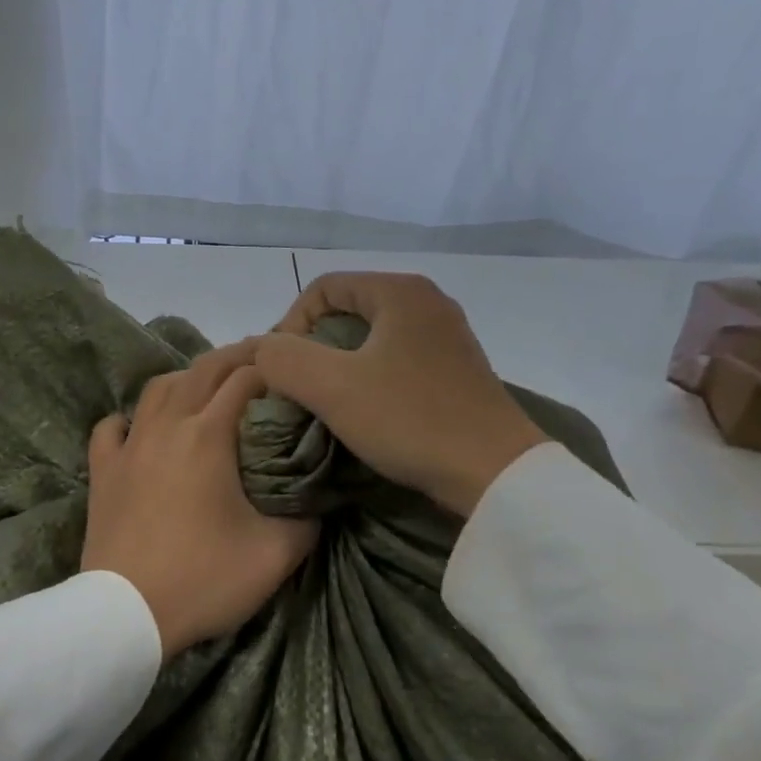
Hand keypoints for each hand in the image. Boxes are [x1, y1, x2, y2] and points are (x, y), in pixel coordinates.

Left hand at [83, 342, 319, 658]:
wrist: (125, 614)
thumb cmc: (202, 579)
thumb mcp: (275, 557)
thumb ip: (306, 521)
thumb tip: (319, 502)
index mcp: (209, 435)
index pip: (245, 380)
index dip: (271, 367)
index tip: (291, 368)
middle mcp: (167, 426)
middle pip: (202, 370)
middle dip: (235, 357)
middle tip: (260, 360)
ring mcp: (129, 446)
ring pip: (157, 389)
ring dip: (186, 379)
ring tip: (206, 389)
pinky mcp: (102, 470)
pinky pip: (112, 427)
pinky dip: (130, 418)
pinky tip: (140, 428)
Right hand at [254, 273, 546, 516]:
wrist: (495, 473)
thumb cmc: (410, 419)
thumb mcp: (332, 387)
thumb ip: (284, 358)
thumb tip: (265, 350)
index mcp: (400, 291)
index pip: (323, 287)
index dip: (291, 323)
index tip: (284, 369)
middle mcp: (427, 302)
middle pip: (348, 310)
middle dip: (314, 345)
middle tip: (300, 386)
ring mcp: (447, 336)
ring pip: (372, 337)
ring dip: (341, 365)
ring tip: (328, 402)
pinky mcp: (457, 370)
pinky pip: (397, 359)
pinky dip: (371, 377)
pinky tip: (367, 412)